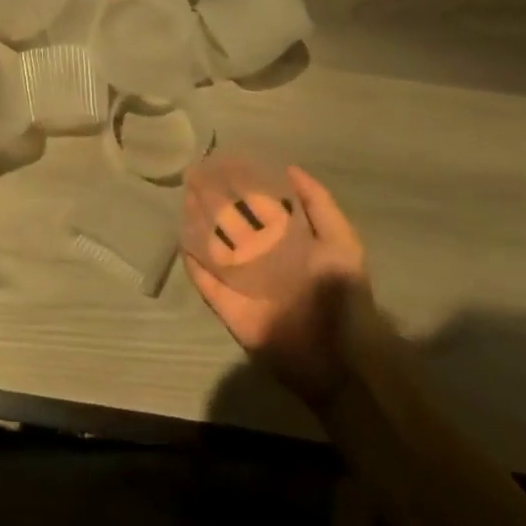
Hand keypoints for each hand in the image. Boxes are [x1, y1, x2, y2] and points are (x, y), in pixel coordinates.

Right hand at [185, 164, 373, 410]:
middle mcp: (263, 259)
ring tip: (184, 200)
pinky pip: (207, 284)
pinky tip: (182, 242)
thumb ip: (318, 205)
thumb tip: (289, 168)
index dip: (242, 186)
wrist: (342, 361)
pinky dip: (194, 266)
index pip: (259, 208)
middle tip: (193, 177)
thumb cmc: (344, 296)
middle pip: (232, 224)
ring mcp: (243, 284)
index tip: (222, 163)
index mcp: (287, 242)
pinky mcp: (230, 309)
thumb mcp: (341, 243)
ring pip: (214, 249)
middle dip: (213, 201)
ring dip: (199, 225)